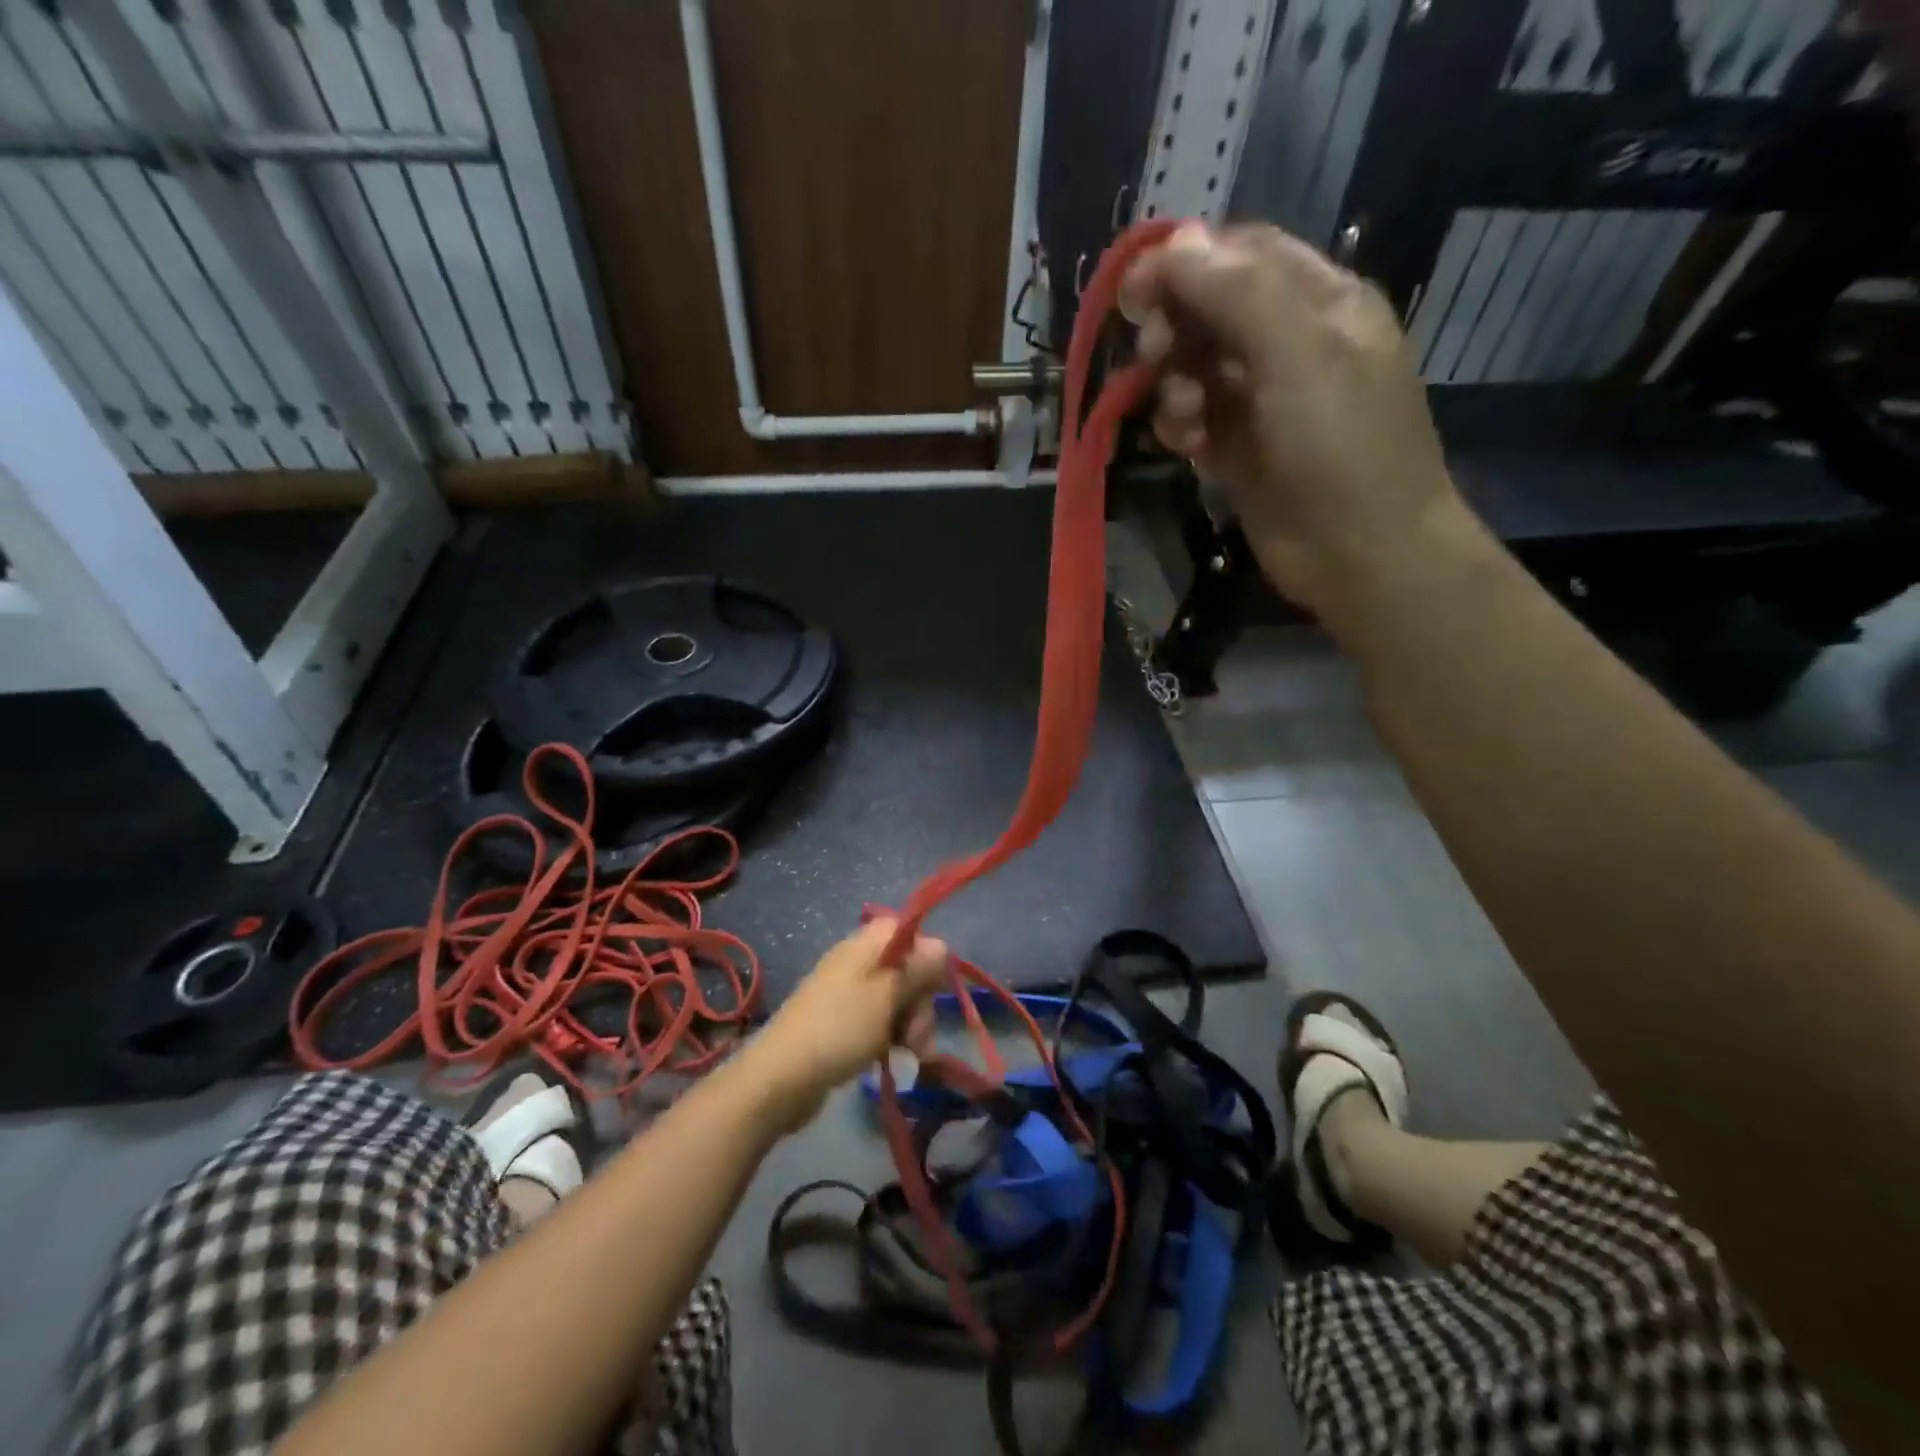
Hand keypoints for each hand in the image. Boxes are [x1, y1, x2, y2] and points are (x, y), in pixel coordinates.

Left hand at [741, 918, 947, 1130]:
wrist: (781, 1077)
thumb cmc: (839, 1029)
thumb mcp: (886, 996)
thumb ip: (917, 969)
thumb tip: (942, 945)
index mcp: (866, 945)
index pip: (909, 932)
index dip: (927, 958)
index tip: (931, 989)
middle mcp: (858, 961)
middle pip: (907, 969)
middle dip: (920, 1003)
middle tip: (916, 1035)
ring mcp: (849, 992)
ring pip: (897, 1000)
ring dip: (910, 1026)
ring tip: (909, 1055)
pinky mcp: (844, 1022)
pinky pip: (879, 1021)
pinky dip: (891, 1038)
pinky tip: (894, 1059)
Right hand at [1119, 222, 1475, 626]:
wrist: (1363, 553)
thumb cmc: (1342, 445)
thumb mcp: (1298, 352)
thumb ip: (1236, 292)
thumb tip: (1174, 242)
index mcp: (1319, 301)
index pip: (1240, 254)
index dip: (1184, 262)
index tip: (1133, 290)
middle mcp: (1288, 343)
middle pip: (1209, 310)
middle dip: (1174, 328)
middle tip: (1153, 356)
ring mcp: (1261, 401)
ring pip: (1194, 368)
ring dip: (1174, 386)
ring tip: (1185, 419)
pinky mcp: (1238, 451)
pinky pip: (1193, 421)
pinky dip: (1180, 427)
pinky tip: (1187, 447)